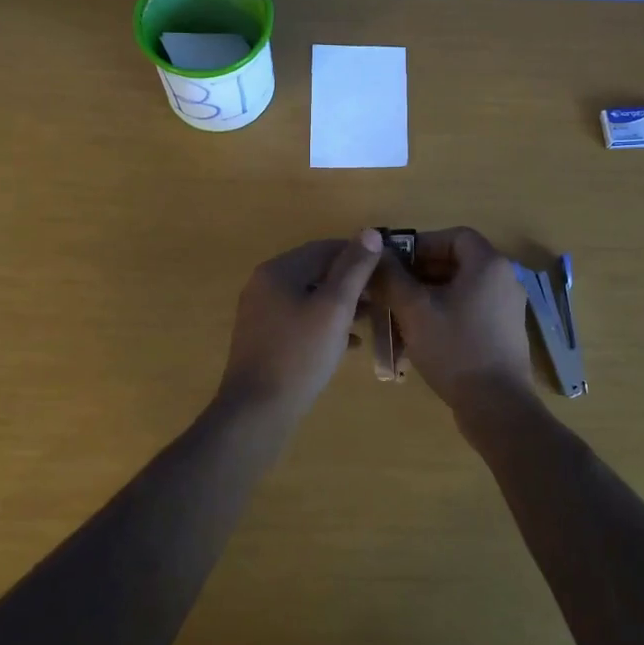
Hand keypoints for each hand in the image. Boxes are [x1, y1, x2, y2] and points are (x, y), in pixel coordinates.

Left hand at [219, 230, 383, 408]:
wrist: (256, 412)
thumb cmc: (299, 355)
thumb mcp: (334, 308)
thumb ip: (353, 269)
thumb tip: (370, 232)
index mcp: (278, 270)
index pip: (325, 248)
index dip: (358, 255)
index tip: (386, 268)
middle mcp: (264, 284)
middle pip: (315, 271)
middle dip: (350, 281)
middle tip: (382, 295)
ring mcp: (261, 313)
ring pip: (309, 297)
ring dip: (340, 303)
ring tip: (371, 317)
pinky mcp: (263, 338)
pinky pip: (300, 319)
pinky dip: (324, 323)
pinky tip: (348, 343)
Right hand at [372, 227, 537, 417]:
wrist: (496, 406)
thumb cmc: (454, 348)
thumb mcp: (414, 310)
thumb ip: (392, 277)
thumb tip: (376, 254)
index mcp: (488, 264)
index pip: (454, 236)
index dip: (422, 244)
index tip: (395, 262)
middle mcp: (505, 279)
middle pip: (458, 262)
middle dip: (421, 272)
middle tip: (392, 289)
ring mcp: (508, 308)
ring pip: (462, 289)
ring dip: (430, 295)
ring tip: (400, 313)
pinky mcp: (505, 333)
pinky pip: (471, 310)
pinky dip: (446, 313)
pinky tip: (422, 336)